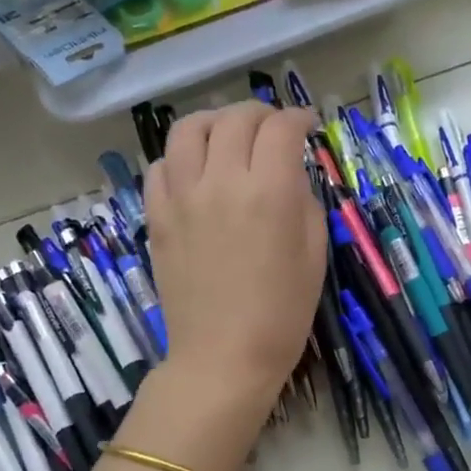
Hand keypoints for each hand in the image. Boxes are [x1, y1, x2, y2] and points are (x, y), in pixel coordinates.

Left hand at [145, 102, 326, 417]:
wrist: (223, 357)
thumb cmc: (281, 314)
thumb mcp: (314, 255)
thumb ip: (304, 202)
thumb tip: (289, 175)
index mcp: (269, 192)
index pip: (281, 129)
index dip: (298, 118)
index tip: (307, 125)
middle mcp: (221, 182)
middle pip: (235, 119)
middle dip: (260, 114)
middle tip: (273, 129)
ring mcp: (182, 198)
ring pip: (188, 130)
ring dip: (214, 122)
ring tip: (227, 136)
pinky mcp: (157, 217)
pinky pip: (160, 167)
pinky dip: (180, 158)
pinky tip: (195, 172)